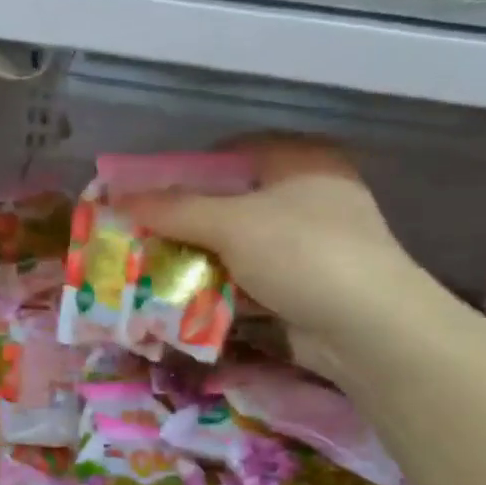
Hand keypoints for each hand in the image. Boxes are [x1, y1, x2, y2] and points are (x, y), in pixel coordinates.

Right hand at [121, 137, 427, 371]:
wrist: (368, 330)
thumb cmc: (302, 253)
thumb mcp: (232, 223)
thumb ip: (173, 209)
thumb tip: (117, 197)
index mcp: (300, 161)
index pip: (229, 153)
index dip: (184, 169)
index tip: (145, 191)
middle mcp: (306, 195)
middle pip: (229, 201)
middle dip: (184, 220)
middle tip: (140, 232)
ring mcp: (307, 244)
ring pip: (236, 243)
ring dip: (197, 257)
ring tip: (149, 266)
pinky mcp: (302, 285)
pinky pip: (248, 277)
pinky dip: (218, 285)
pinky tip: (181, 296)